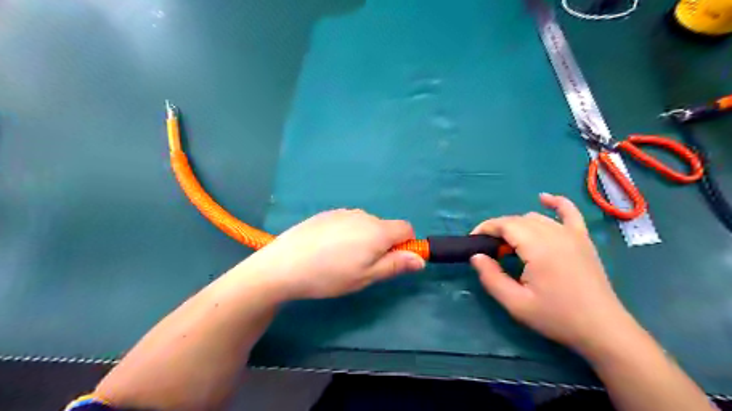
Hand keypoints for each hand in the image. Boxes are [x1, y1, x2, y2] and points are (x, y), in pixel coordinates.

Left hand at [242, 210, 423, 300]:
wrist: (284, 264)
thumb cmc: (330, 275)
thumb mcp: (366, 276)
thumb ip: (396, 265)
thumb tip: (420, 259)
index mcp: (378, 230)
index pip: (406, 228)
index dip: (406, 244)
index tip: (391, 261)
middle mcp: (363, 215)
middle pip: (384, 227)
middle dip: (382, 244)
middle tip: (362, 266)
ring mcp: (343, 212)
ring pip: (365, 225)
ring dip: (364, 239)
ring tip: (341, 259)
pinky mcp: (327, 214)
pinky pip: (347, 222)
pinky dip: (347, 234)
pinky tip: (327, 249)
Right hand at [468, 195, 634, 354]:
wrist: (602, 329)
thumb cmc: (556, 317)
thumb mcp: (516, 303)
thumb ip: (491, 278)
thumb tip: (476, 256)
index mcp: (538, 247)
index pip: (505, 225)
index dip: (485, 228)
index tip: (473, 241)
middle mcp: (554, 234)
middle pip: (518, 220)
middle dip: (498, 229)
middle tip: (490, 250)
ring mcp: (572, 234)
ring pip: (536, 218)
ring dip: (517, 225)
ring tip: (509, 245)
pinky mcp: (583, 239)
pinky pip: (569, 212)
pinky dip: (555, 203)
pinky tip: (544, 199)